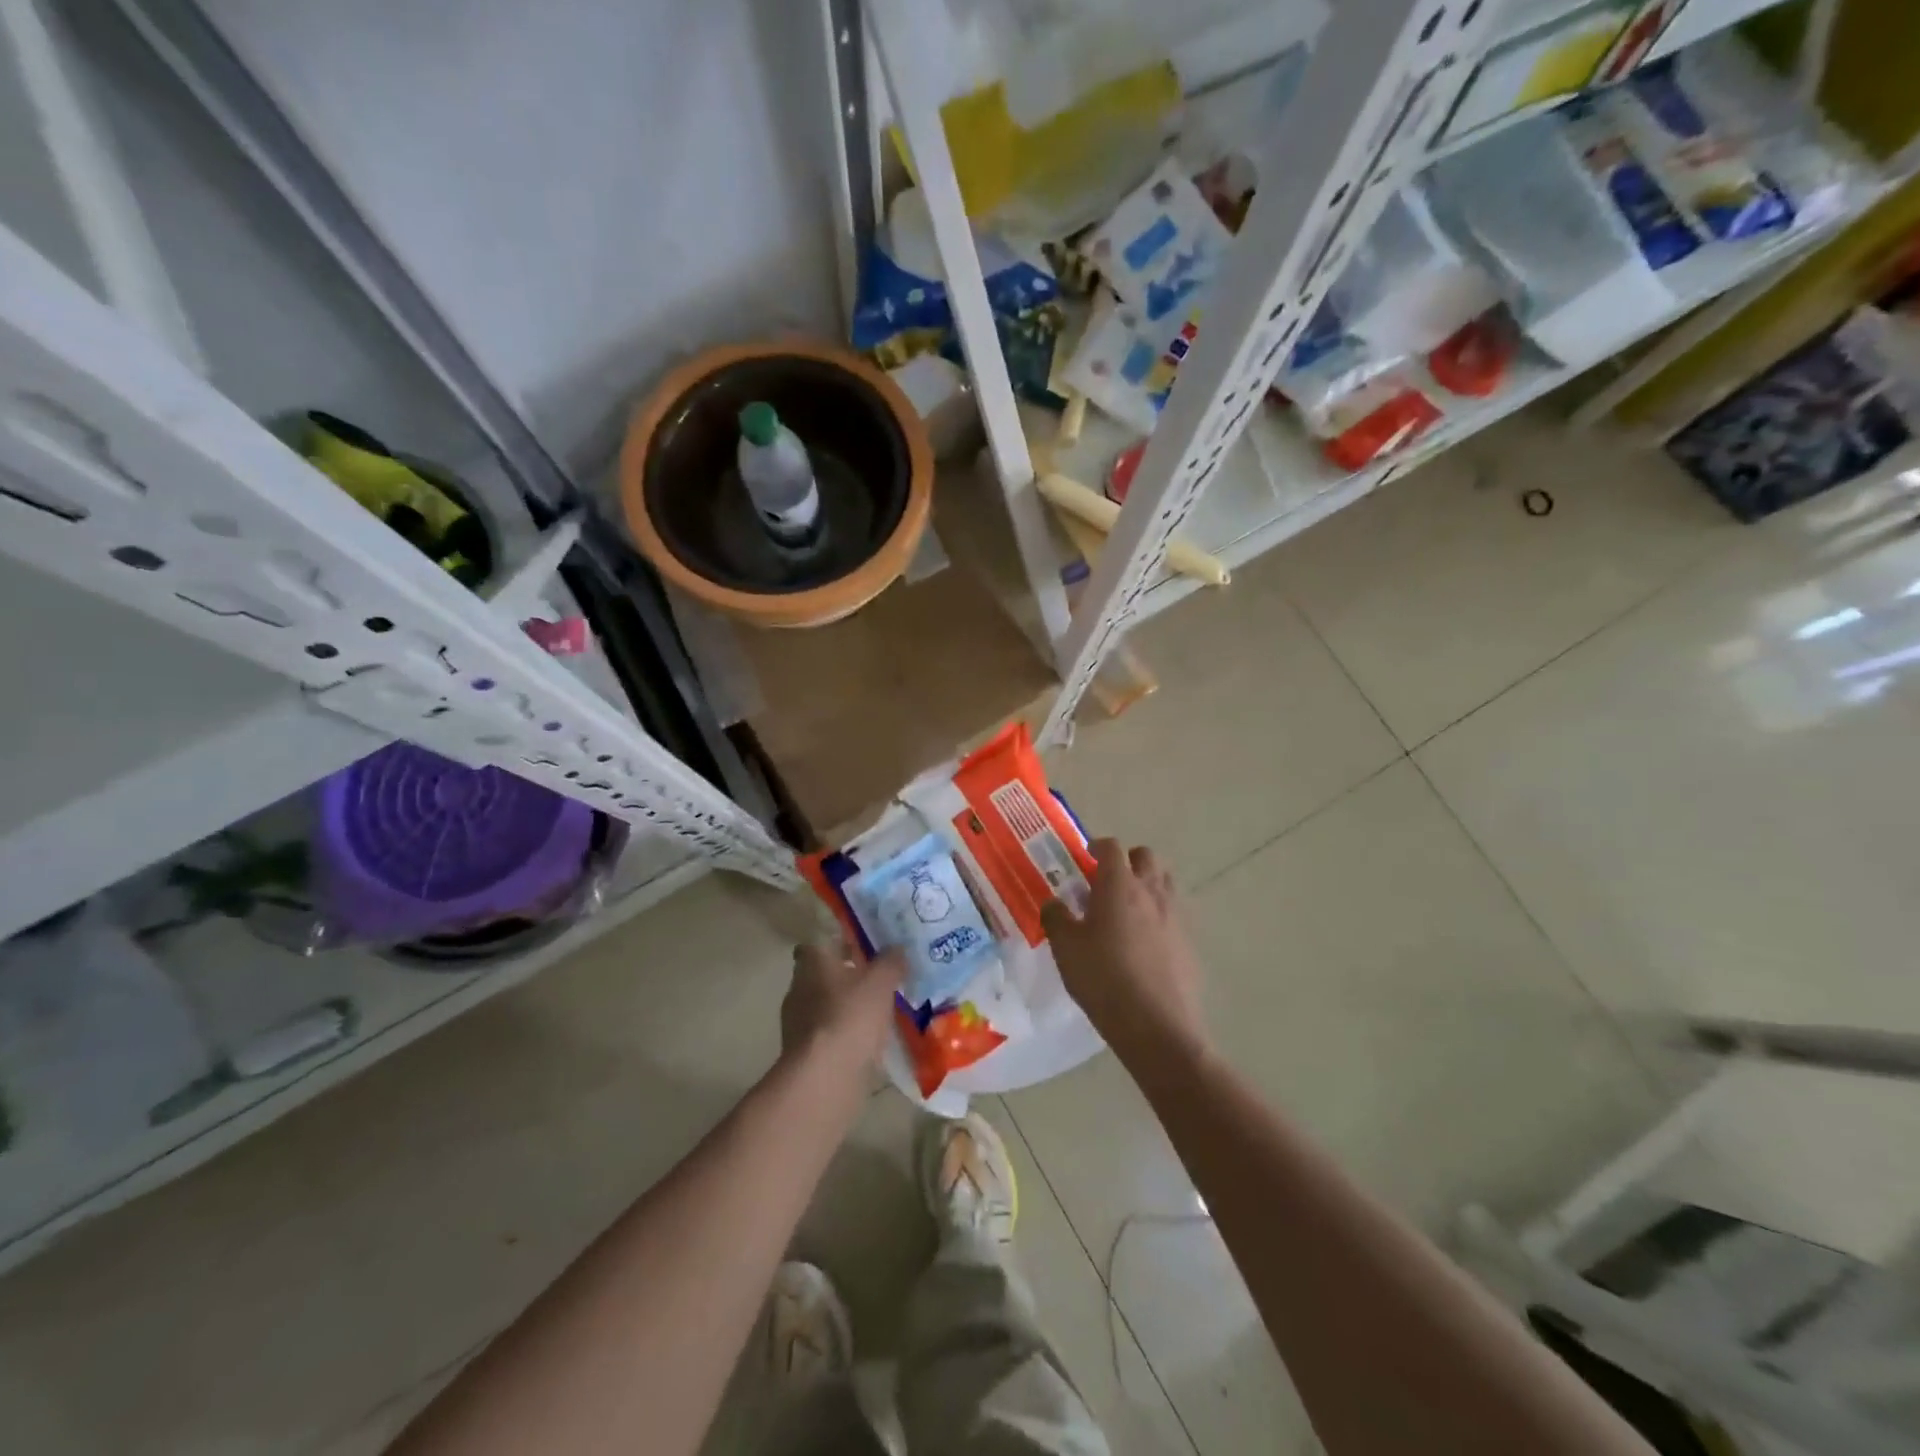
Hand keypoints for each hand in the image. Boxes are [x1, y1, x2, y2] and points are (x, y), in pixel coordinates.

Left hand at [781, 941, 903, 1068]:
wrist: (825, 1078)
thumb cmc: (850, 1016)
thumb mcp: (881, 982)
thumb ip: (890, 962)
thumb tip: (897, 948)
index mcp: (812, 964)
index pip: (815, 946)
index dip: (836, 945)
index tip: (859, 949)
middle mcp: (798, 989)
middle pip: (821, 976)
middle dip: (845, 978)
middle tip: (876, 980)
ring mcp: (797, 1024)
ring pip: (825, 1007)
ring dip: (845, 1008)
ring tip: (877, 1012)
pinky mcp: (804, 1054)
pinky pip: (828, 1036)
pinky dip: (844, 1036)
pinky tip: (868, 1042)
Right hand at [1041, 839, 1207, 1066]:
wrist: (1157, 1026)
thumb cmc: (1103, 979)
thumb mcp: (1066, 948)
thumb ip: (1056, 918)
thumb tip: (1053, 903)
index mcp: (1119, 885)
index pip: (1112, 848)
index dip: (1097, 846)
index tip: (1086, 855)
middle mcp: (1151, 891)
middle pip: (1146, 857)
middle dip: (1127, 860)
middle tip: (1107, 880)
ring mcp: (1175, 916)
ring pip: (1164, 882)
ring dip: (1146, 884)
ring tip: (1126, 908)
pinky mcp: (1189, 942)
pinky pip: (1173, 914)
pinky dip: (1158, 915)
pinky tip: (1143, 942)